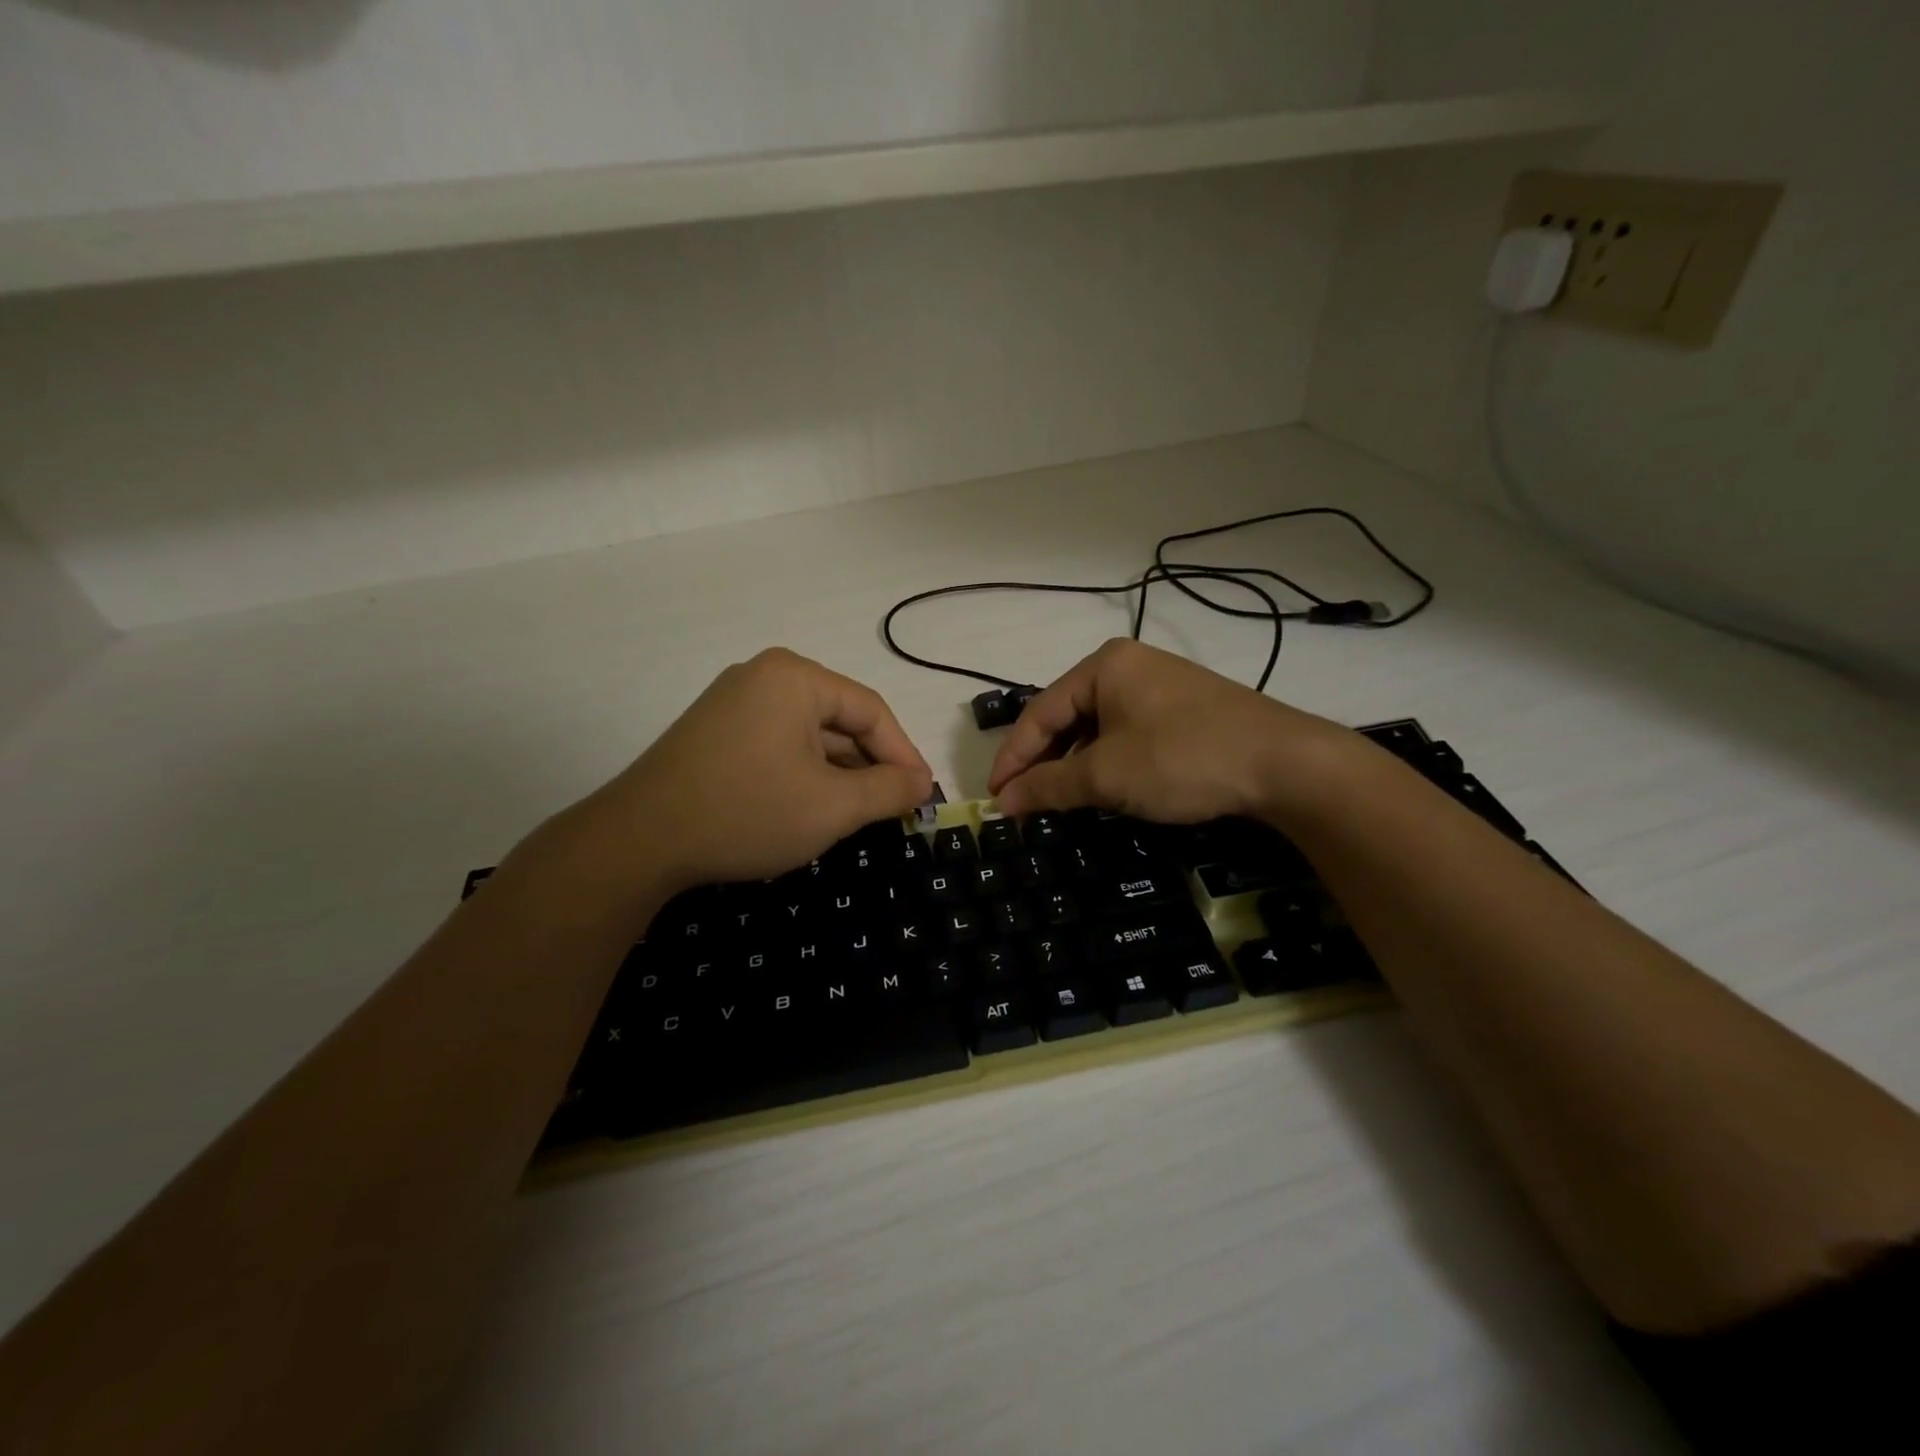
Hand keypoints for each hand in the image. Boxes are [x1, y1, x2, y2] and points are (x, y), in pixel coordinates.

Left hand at [565, 649, 932, 893]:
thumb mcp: (832, 806)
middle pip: (839, 719)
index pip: (871, 711)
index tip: (924, 795)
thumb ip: (887, 790)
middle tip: (895, 808)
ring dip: (838, 773)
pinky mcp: (715, 731)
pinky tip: (814, 807)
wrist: (639, 841)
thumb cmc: (748, 812)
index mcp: (795, 677)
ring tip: (860, 814)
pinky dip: (804, 773)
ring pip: (809, 735)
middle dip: (870, 766)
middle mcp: (764, 677)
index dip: (904, 754)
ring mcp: (734, 702)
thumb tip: (922, 783)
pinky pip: (779, 744)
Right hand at [987, 639, 1357, 825]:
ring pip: (1097, 729)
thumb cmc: (1182, 758)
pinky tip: (1104, 789)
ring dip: (1074, 766)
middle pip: (1066, 717)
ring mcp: (1160, 687)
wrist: (1285, 764)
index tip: (993, 798)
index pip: (1039, 712)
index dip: (1012, 758)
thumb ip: (1048, 786)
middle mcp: (1128, 667)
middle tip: (1022, 804)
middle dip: (1043, 762)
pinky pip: (1127, 734)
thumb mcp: (1106, 775)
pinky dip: (1107, 763)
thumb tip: (1002, 802)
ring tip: (1058, 802)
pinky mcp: (1183, 711)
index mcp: (1103, 666)